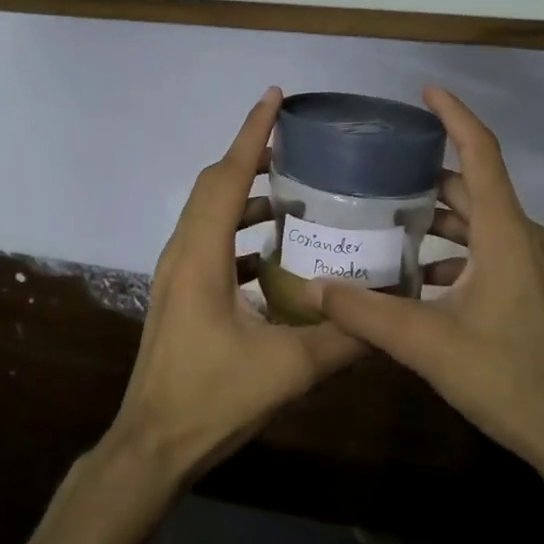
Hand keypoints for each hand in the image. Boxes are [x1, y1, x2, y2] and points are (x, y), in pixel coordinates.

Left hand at [109, 88, 363, 484]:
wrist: (152, 446)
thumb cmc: (211, 400)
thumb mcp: (287, 369)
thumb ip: (343, 339)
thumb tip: (390, 314)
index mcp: (201, 256)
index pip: (226, 177)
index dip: (252, 134)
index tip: (274, 97)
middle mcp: (182, 253)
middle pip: (214, 186)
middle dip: (252, 157)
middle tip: (297, 146)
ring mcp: (176, 274)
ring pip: (210, 213)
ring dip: (246, 195)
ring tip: (293, 193)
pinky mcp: (180, 294)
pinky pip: (210, 242)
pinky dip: (241, 231)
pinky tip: (275, 251)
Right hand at [313, 88, 543, 487]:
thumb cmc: (509, 379)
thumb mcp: (428, 345)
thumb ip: (366, 313)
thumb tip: (312, 288)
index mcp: (505, 233)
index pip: (481, 153)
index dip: (454, 116)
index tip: (425, 92)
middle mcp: (524, 238)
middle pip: (475, 188)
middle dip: (429, 175)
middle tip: (380, 172)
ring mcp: (535, 267)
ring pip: (482, 223)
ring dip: (440, 219)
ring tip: (390, 221)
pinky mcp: (537, 292)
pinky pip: (492, 251)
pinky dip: (456, 250)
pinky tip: (421, 277)